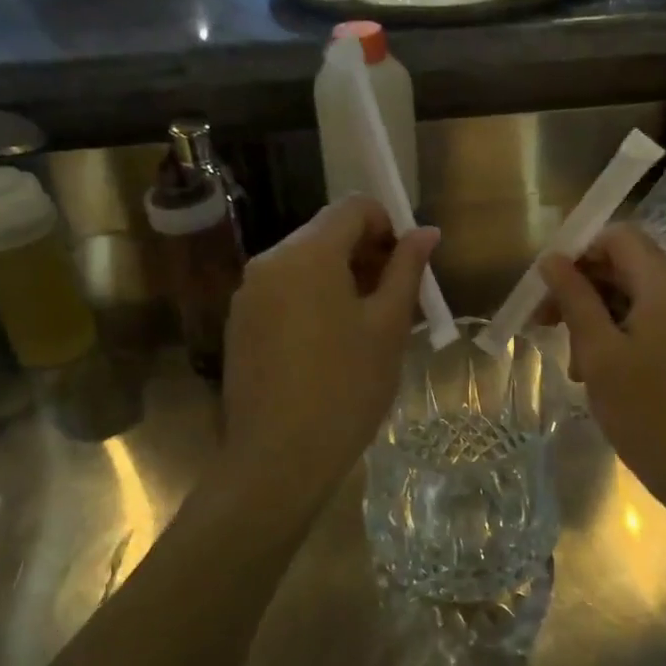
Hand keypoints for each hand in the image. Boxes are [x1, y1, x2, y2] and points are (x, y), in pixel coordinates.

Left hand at [222, 197, 438, 486]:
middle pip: (325, 233)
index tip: (405, 266)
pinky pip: (283, 291)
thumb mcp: (389, 326)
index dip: (387, 225)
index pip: (353, 207)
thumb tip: (426, 232)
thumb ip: (407, 270)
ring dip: (339, 277)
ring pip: (304, 263)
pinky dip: (311, 299)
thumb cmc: (346, 387)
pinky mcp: (240, 323)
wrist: (277, 458)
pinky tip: (328, 345)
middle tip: (393, 299)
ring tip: (365, 326)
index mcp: (308, 253)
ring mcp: (249, 293)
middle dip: (365, 253)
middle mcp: (270, 261)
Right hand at [538, 224, 665, 503]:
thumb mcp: (599, 352)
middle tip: (547, 324)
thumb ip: (574, 298)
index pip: (620, 237)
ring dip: (601, 318)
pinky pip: (658, 322)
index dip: (580, 252)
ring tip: (577, 363)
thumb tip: (551, 259)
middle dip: (585, 289)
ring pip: (640, 298)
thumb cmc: (648, 412)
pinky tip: (604, 373)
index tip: (549, 286)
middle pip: (629, 267)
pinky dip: (626, 335)